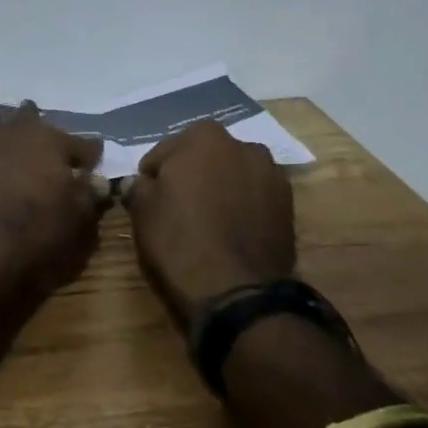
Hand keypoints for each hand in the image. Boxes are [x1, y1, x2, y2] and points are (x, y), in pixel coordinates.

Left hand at [0, 103, 105, 293]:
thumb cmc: (38, 228)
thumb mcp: (77, 216)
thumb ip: (90, 194)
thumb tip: (101, 181)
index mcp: (51, 142)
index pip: (80, 143)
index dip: (90, 152)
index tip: (96, 158)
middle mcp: (16, 135)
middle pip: (29, 118)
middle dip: (37, 122)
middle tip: (42, 131)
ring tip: (2, 125)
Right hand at [122, 120, 293, 327]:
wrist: (238, 291)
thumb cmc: (181, 240)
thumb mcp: (143, 212)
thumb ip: (138, 187)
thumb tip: (138, 182)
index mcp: (204, 137)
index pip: (165, 151)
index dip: (153, 175)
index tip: (148, 197)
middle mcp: (243, 145)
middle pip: (205, 158)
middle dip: (191, 175)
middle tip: (177, 206)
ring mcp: (272, 174)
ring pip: (233, 175)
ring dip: (220, 188)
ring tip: (208, 219)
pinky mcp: (288, 204)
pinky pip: (254, 196)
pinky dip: (243, 205)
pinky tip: (231, 230)